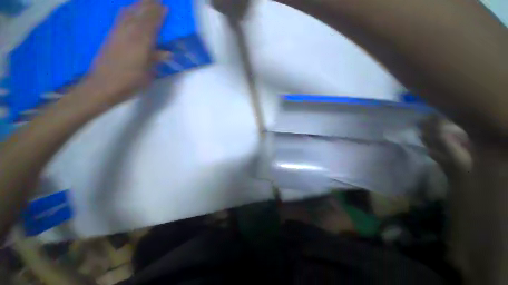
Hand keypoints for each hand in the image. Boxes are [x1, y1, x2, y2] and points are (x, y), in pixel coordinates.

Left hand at [87, 0, 167, 105]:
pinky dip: (127, 11)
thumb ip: (156, 60)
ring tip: (145, 1)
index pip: (151, 24)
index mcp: (141, 43)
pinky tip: (129, 9)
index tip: (165, 6)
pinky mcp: (110, 36)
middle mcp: (129, 33)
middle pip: (140, 14)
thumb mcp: (148, 74)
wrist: (103, 85)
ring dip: (138, 5)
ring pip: (129, 13)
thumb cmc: (130, 82)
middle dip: (149, 5)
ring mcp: (118, 33)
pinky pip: (120, 19)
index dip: (158, 14)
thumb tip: (167, 52)